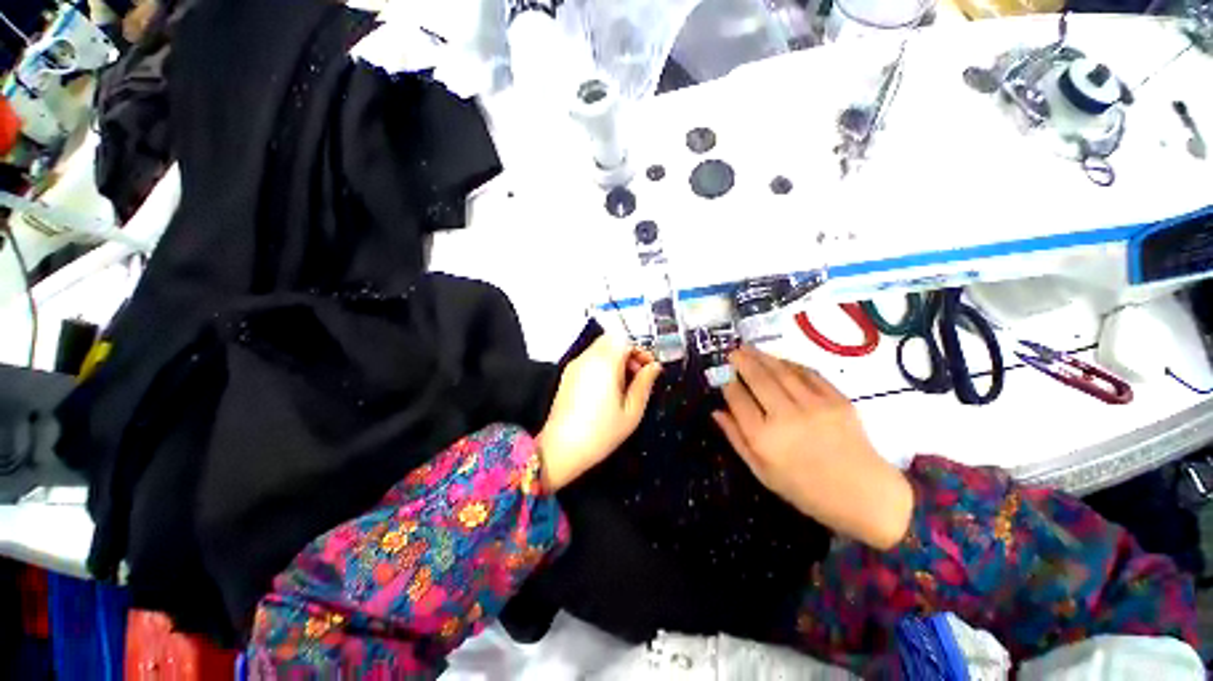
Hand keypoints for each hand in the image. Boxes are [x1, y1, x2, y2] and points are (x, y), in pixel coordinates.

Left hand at [538, 335, 661, 491]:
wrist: (561, 449)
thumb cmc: (600, 433)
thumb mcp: (632, 411)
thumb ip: (645, 384)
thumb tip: (654, 368)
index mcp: (605, 363)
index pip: (625, 339)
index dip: (641, 350)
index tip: (650, 367)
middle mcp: (588, 358)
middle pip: (612, 340)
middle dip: (629, 353)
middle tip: (638, 375)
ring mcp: (575, 366)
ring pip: (601, 348)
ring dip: (617, 359)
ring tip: (625, 385)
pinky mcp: (568, 375)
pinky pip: (590, 359)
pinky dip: (603, 365)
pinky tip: (608, 389)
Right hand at [712, 346, 912, 549]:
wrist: (864, 495)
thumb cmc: (805, 489)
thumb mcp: (761, 472)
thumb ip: (736, 439)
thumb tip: (716, 412)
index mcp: (764, 439)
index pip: (738, 399)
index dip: (727, 384)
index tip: (721, 375)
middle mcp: (786, 417)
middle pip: (758, 379)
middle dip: (742, 361)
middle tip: (732, 351)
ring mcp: (814, 406)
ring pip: (781, 371)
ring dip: (762, 357)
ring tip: (748, 348)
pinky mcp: (837, 400)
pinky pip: (808, 374)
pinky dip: (790, 364)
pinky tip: (779, 361)